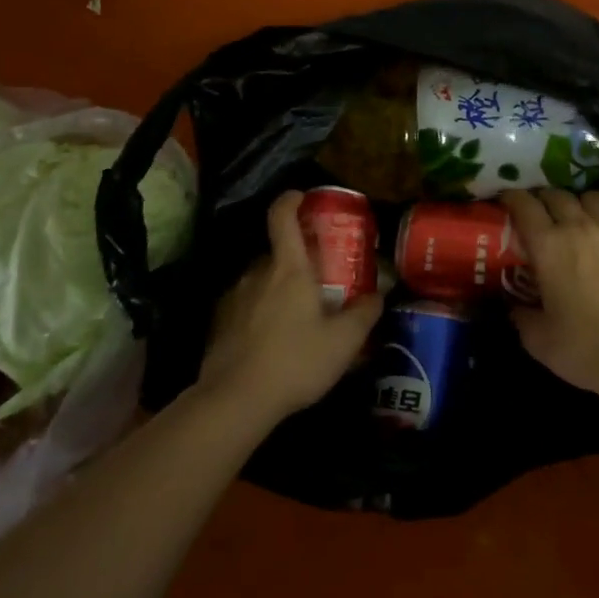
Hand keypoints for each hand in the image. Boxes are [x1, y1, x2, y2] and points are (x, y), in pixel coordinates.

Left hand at [197, 190, 383, 425]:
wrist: (235, 400)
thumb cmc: (295, 361)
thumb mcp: (344, 341)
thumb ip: (365, 313)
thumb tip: (378, 294)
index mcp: (289, 269)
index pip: (282, 217)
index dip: (291, 200)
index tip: (302, 197)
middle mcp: (257, 274)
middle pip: (277, 253)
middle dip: (298, 261)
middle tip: (320, 281)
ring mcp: (234, 297)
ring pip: (261, 281)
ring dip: (279, 289)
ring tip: (298, 317)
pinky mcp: (220, 323)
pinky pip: (246, 306)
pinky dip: (261, 312)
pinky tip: (273, 341)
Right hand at [500, 187, 598, 398]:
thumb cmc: (586, 351)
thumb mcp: (537, 340)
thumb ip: (520, 315)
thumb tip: (514, 305)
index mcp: (548, 245)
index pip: (523, 204)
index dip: (511, 198)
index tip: (506, 203)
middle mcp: (580, 226)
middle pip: (556, 195)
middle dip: (543, 200)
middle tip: (540, 217)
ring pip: (592, 195)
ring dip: (580, 202)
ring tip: (579, 217)